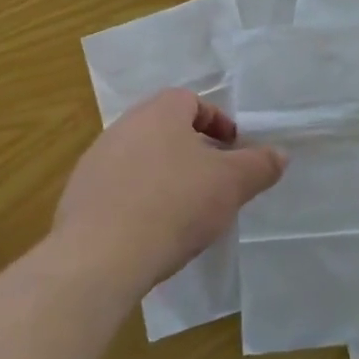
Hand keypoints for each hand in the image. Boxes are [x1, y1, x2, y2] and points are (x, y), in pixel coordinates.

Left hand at [53, 89, 284, 301]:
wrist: (99, 258)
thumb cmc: (174, 205)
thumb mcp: (231, 184)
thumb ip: (259, 165)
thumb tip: (280, 154)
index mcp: (159, 112)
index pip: (191, 101)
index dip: (216, 122)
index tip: (232, 148)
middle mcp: (123, 126)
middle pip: (164, 128)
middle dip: (191, 149)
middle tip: (213, 178)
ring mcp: (95, 161)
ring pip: (140, 158)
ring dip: (163, 174)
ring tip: (183, 208)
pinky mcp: (77, 197)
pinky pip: (117, 189)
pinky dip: (137, 200)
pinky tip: (150, 230)